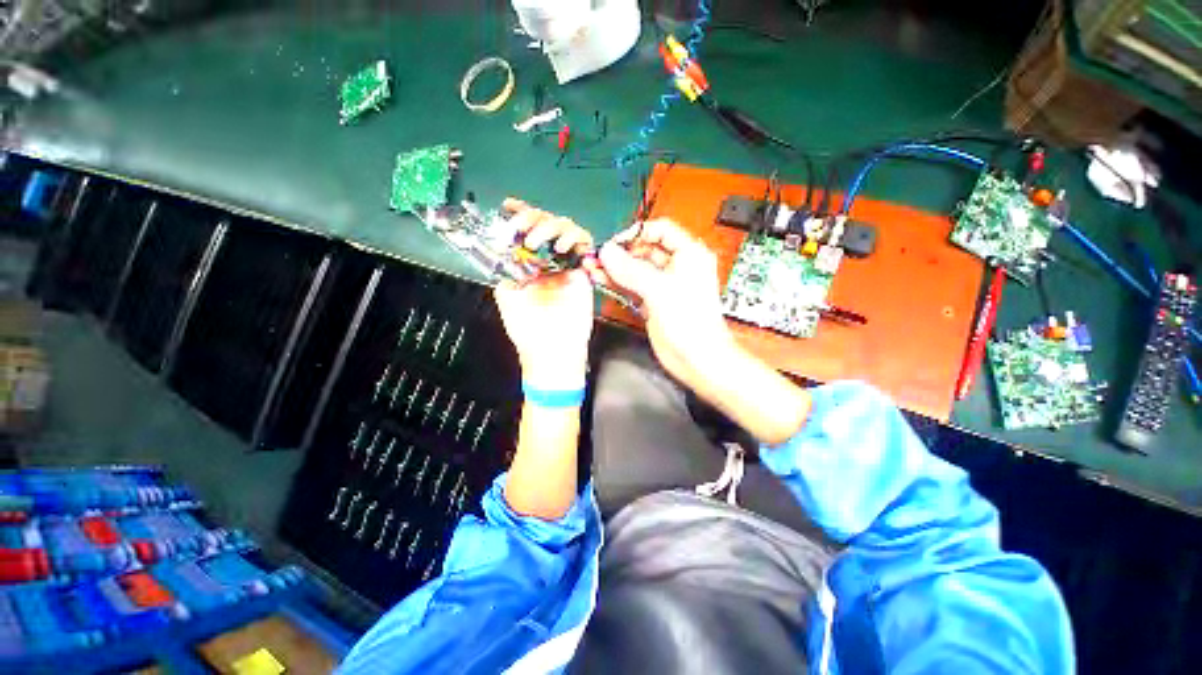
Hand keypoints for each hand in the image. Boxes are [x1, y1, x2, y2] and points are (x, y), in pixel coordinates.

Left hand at [494, 199, 596, 389]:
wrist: (552, 350)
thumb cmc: (527, 328)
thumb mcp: (506, 294)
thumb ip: (505, 267)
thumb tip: (504, 244)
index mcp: (529, 264)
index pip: (526, 232)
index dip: (520, 215)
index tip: (509, 206)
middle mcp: (548, 260)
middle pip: (546, 223)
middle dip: (533, 218)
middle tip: (524, 229)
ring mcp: (567, 264)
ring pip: (567, 228)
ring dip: (552, 226)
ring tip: (540, 241)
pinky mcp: (584, 271)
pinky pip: (585, 244)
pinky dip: (575, 237)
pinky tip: (562, 246)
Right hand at [597, 219, 736, 392]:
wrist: (696, 358)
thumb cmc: (690, 322)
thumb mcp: (660, 290)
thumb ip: (631, 269)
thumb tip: (607, 252)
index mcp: (689, 254)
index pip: (661, 230)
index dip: (637, 233)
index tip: (614, 242)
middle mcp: (677, 266)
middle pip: (645, 249)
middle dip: (620, 252)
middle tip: (598, 256)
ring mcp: (663, 285)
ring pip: (636, 269)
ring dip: (614, 267)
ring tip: (592, 266)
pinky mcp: (653, 301)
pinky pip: (633, 286)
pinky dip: (617, 282)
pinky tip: (600, 279)